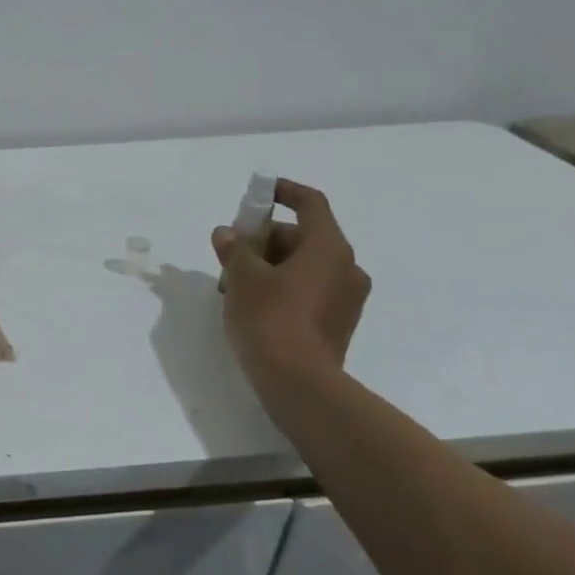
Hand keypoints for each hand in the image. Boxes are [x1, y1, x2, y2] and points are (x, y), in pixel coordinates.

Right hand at [211, 179, 370, 399]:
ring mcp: (346, 297)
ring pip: (305, 265)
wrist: (297, 382)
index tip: (260, 192)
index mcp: (329, 248)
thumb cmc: (270, 318)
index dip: (284, 192)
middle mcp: (346, 267)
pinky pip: (309, 289)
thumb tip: (227, 233)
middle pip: (303, 236)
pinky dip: (283, 286)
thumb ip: (235, 248)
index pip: (311, 204)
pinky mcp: (338, 322)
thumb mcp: (242, 277)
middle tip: (229, 251)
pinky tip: (254, 303)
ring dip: (270, 264)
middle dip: (264, 238)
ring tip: (234, 282)